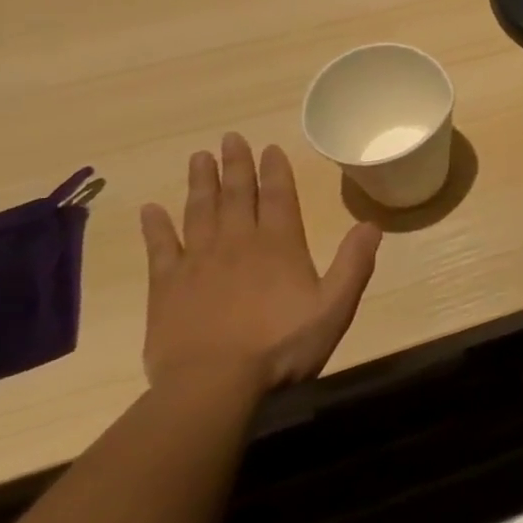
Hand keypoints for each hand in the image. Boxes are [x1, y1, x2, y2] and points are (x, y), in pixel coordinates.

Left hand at [139, 133, 380, 399]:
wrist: (214, 384)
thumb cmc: (282, 346)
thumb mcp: (334, 307)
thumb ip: (354, 264)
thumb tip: (372, 224)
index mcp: (280, 245)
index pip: (279, 197)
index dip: (275, 170)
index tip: (268, 147)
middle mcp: (238, 242)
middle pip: (237, 195)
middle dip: (235, 165)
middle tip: (229, 137)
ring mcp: (199, 262)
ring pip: (199, 211)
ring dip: (200, 183)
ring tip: (198, 157)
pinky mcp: (167, 286)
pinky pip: (160, 248)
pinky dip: (156, 227)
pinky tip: (150, 210)